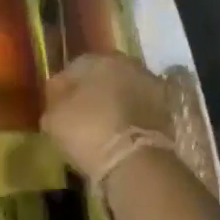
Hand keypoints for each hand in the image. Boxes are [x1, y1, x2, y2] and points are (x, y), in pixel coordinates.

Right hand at [41, 53, 174, 182]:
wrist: (136, 160)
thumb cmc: (88, 131)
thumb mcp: (54, 119)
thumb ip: (53, 102)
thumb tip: (57, 98)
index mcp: (98, 59)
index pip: (74, 68)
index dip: (63, 87)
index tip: (56, 106)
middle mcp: (127, 63)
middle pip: (103, 75)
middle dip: (92, 92)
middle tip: (80, 115)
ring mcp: (150, 85)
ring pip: (124, 91)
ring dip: (114, 103)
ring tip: (102, 128)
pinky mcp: (166, 109)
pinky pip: (140, 109)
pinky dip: (131, 118)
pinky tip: (121, 135)